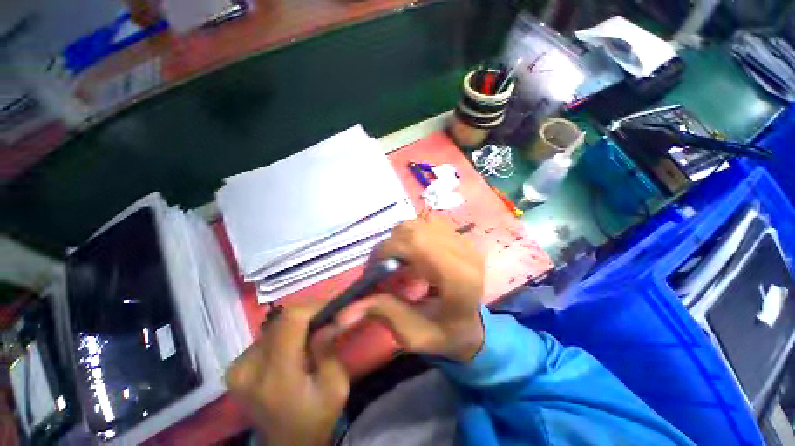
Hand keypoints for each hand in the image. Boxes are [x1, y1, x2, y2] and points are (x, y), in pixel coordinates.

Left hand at [225, 303, 348, 445]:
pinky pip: (267, 335)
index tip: (333, 308)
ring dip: (297, 323)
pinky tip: (295, 344)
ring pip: (274, 324)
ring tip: (313, 333)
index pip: (291, 319)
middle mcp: (249, 368)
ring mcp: (237, 368)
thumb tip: (334, 316)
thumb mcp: (335, 386)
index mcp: (276, 376)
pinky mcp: (235, 367)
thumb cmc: (316, 417)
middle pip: (282, 319)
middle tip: (326, 320)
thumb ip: (329, 348)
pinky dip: (285, 332)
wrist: (287, 444)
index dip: (314, 306)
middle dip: (309, 313)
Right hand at [342, 215, 485, 362]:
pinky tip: (413, 251)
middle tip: (383, 265)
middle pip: (417, 230)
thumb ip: (384, 313)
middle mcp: (465, 253)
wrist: (471, 326)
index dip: (389, 249)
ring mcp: (465, 242)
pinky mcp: (461, 238)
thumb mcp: (414, 335)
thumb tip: (344, 312)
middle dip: (391, 243)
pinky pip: (429, 222)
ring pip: (421, 222)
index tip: (375, 267)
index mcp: (458, 279)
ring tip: (399, 258)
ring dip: (401, 237)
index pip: (418, 244)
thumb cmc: (445, 335)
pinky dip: (413, 233)